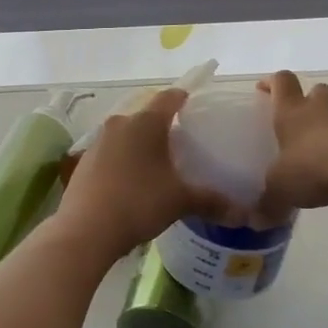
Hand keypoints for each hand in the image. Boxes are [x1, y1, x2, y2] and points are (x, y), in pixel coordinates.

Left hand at [58, 90, 228, 258]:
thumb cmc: (138, 202)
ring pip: (127, 135)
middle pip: (146, 116)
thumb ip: (212, 202)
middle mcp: (119, 124)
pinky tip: (134, 182)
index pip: (169, 97)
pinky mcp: (84, 162)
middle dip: (164, 126)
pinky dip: (125, 161)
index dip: (184, 98)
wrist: (85, 230)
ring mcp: (98, 142)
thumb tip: (244, 214)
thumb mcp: (180, 201)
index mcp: (145, 122)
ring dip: (142, 145)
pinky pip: (112, 153)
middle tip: (184, 142)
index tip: (196, 105)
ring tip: (161, 164)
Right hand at [258, 71, 327, 211]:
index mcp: (291, 113)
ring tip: (317, 152)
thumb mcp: (280, 190)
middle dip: (307, 99)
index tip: (264, 90)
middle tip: (297, 119)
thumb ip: (267, 204)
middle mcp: (319, 113)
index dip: (273, 83)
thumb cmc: (312, 168)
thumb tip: (254, 222)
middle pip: (316, 90)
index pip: (282, 82)